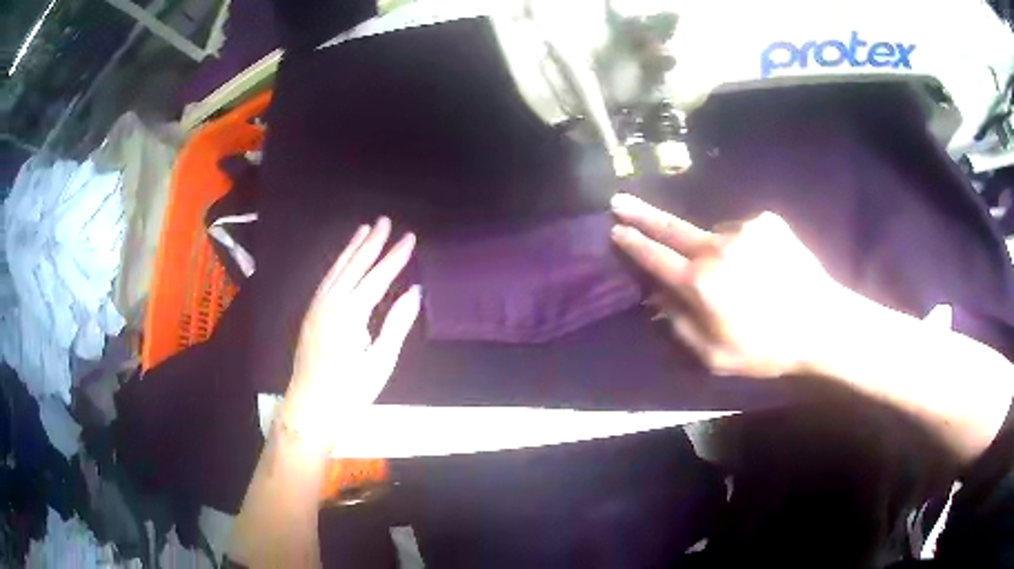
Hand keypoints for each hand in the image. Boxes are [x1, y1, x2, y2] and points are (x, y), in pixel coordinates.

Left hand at [284, 217, 420, 442]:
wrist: (311, 407)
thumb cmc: (350, 390)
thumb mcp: (381, 361)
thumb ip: (396, 323)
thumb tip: (414, 292)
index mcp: (350, 313)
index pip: (378, 277)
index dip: (395, 256)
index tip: (409, 237)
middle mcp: (331, 302)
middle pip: (354, 265)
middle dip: (371, 242)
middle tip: (384, 220)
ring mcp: (317, 307)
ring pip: (337, 269)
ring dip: (351, 248)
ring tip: (363, 230)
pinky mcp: (310, 314)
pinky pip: (326, 280)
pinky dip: (337, 265)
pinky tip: (342, 261)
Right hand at [610, 193, 845, 378]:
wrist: (820, 323)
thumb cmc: (766, 348)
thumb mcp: (714, 356)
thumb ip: (679, 326)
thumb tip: (657, 299)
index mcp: (700, 283)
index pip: (655, 258)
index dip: (633, 244)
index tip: (615, 230)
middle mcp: (716, 247)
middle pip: (671, 227)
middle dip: (642, 215)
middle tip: (619, 201)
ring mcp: (743, 229)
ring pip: (713, 234)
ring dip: (713, 248)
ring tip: (737, 274)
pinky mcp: (767, 222)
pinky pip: (742, 230)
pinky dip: (742, 244)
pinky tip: (760, 265)